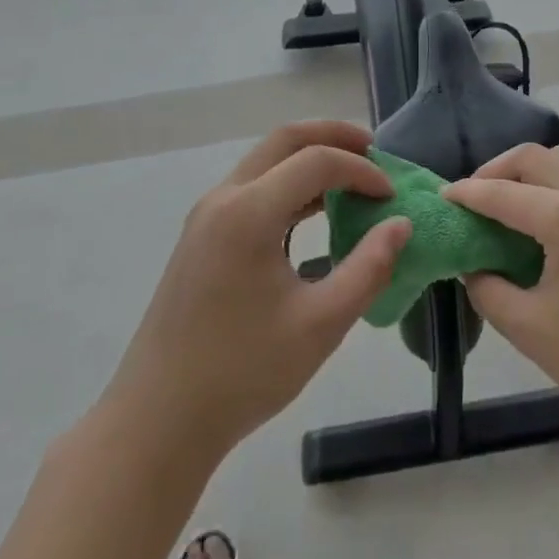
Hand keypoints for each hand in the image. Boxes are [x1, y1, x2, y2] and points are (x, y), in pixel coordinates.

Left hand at [104, 122, 409, 462]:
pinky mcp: (201, 237)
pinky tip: (316, 212)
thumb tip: (400, 225)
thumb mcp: (321, 324)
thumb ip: (369, 268)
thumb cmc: (243, 372)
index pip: (317, 161)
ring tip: (353, 178)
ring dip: (310, 159)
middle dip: (334, 137)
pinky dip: (290, 185)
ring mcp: (206, 216)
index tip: (392, 199)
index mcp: (248, 213)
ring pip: (265, 161)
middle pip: (284, 140)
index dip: (362, 171)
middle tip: (375, 152)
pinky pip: (252, 188)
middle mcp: (223, 199)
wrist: (158, 420)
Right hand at [446, 145, 558, 451]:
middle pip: (535, 158)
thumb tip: (473, 264)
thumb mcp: (528, 327)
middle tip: (475, 197)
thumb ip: (487, 287)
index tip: (444, 197)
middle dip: (497, 170)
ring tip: (510, 202)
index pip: (504, 193)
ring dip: (532, 172)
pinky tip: (550, 217)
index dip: (468, 194)